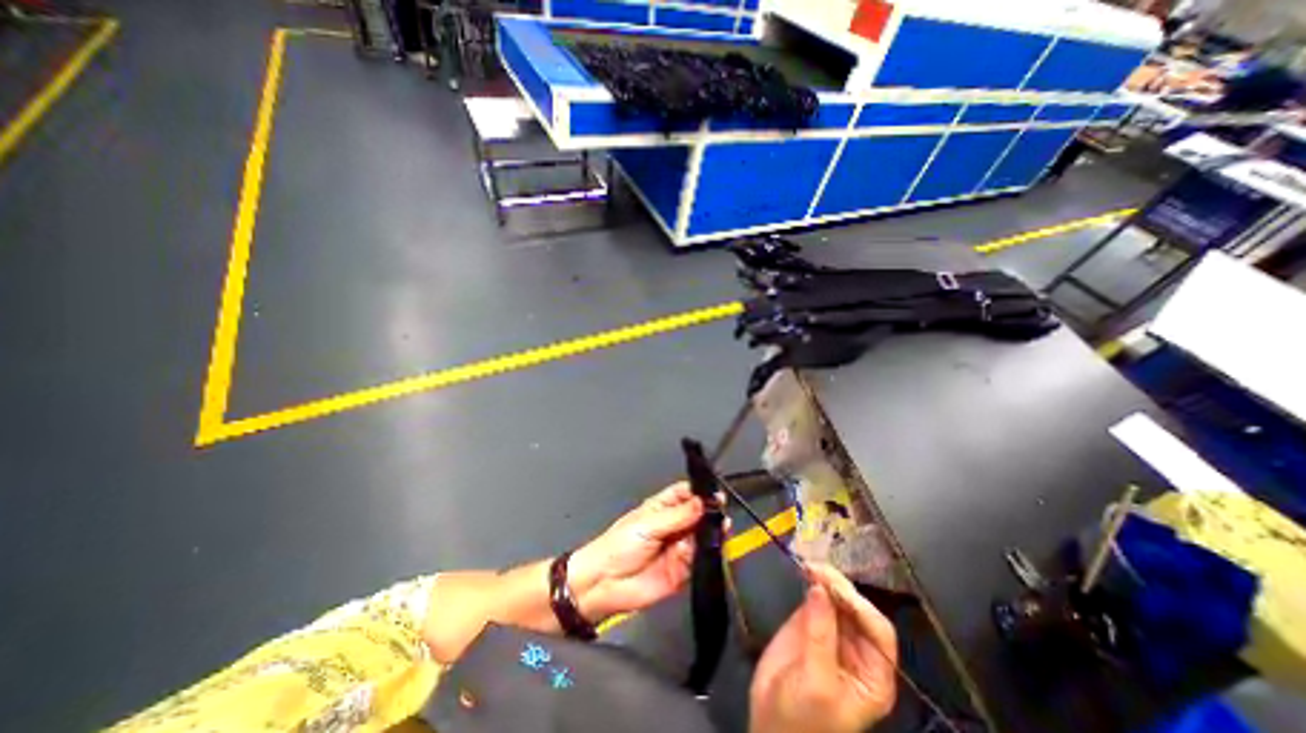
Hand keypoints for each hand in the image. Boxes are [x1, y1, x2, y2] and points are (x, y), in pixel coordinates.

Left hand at [567, 485, 717, 619]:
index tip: (715, 494)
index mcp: (662, 508)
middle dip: (710, 514)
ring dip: (711, 533)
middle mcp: (674, 525)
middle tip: (720, 513)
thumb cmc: (618, 545)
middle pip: (698, 515)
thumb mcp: (648, 524)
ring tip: (718, 529)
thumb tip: (701, 502)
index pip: (685, 494)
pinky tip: (701, 549)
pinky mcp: (683, 570)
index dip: (700, 493)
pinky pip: (699, 560)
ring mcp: (679, 547)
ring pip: (702, 537)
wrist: (604, 584)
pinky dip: (703, 554)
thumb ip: (677, 516)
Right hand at [750, 560, 903, 731]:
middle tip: (817, 568)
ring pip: (836, 597)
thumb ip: (820, 635)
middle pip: (857, 608)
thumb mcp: (817, 683)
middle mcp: (858, 648)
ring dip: (825, 578)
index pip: (878, 631)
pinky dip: (811, 581)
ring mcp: (832, 632)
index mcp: (874, 672)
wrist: (770, 725)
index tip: (835, 588)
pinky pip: (816, 596)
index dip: (860, 606)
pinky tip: (804, 570)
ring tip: (809, 565)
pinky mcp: (809, 621)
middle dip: (840, 586)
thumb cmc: (803, 718)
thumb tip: (819, 589)